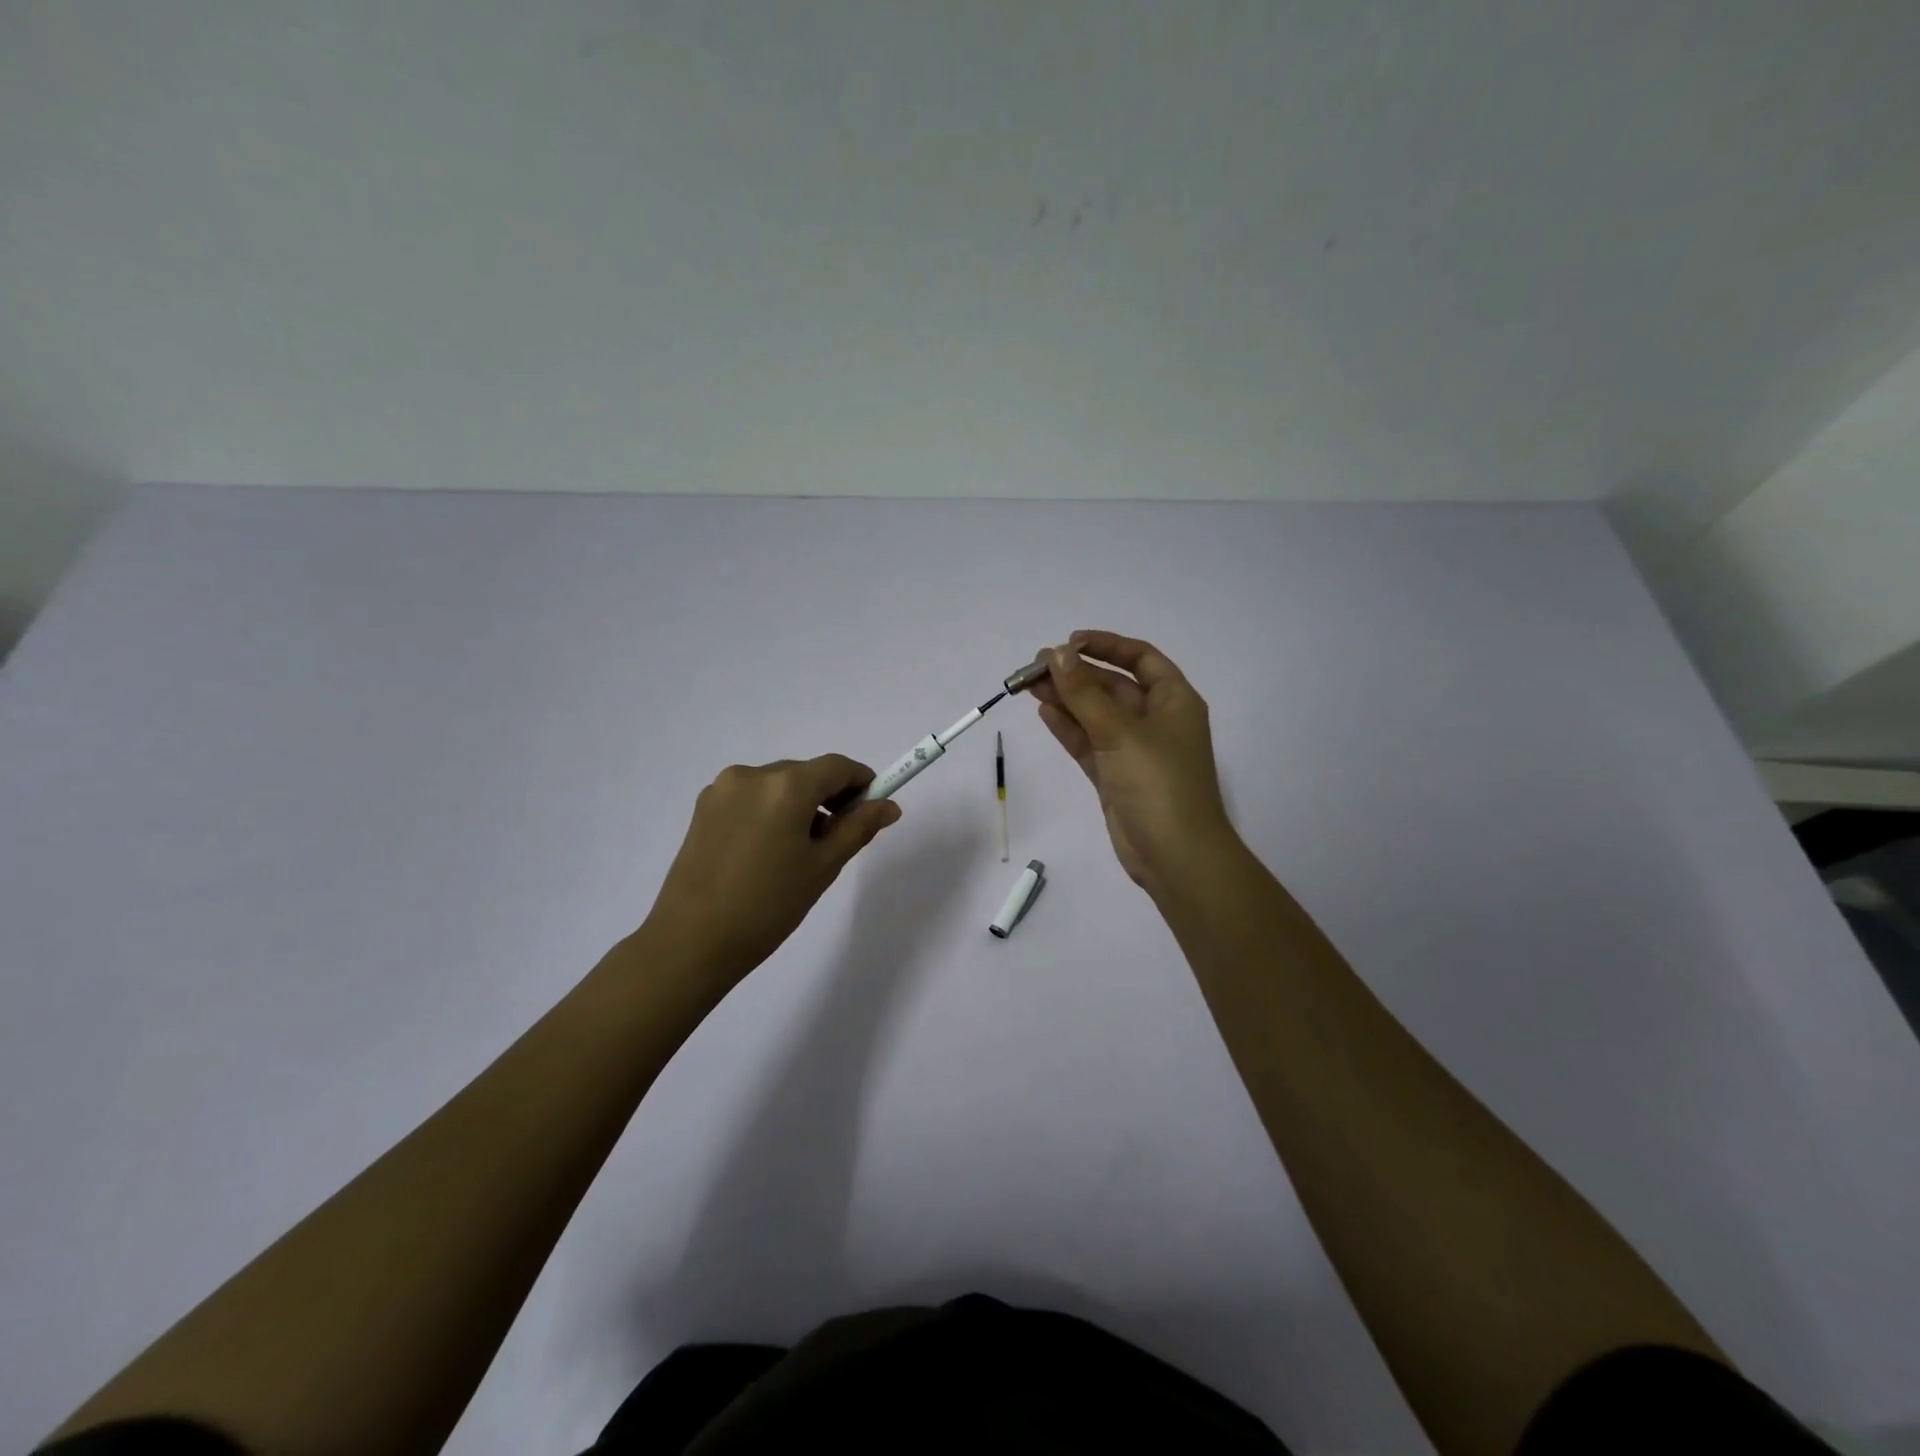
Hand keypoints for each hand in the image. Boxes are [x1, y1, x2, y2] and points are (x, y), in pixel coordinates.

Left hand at [643, 755, 900, 987]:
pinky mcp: (703, 807)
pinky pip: (751, 797)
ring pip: (778, 785)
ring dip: (798, 805)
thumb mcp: (823, 867)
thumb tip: (888, 805)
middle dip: (829, 797)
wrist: (691, 942)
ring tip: (799, 852)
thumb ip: (858, 828)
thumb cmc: (768, 906)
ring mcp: (723, 789)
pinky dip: (770, 811)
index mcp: (786, 786)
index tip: (873, 808)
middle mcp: (753, 774)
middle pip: (806, 773)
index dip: (862, 782)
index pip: (837, 766)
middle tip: (838, 839)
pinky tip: (767, 851)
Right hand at [1029, 630, 1239, 896]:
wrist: (1175, 856)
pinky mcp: (1115, 775)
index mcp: (1174, 700)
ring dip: (1066, 699)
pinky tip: (1044, 712)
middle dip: (1075, 674)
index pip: (1141, 658)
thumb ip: (1084, 693)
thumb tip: (1056, 653)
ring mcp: (1134, 750)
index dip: (1106, 645)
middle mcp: (1156, 720)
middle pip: (1112, 685)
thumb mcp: (1120, 732)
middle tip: (1033, 667)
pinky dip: (1068, 728)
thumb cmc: (1158, 784)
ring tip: (1028, 685)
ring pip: (1095, 715)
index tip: (1069, 643)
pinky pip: (1088, 742)